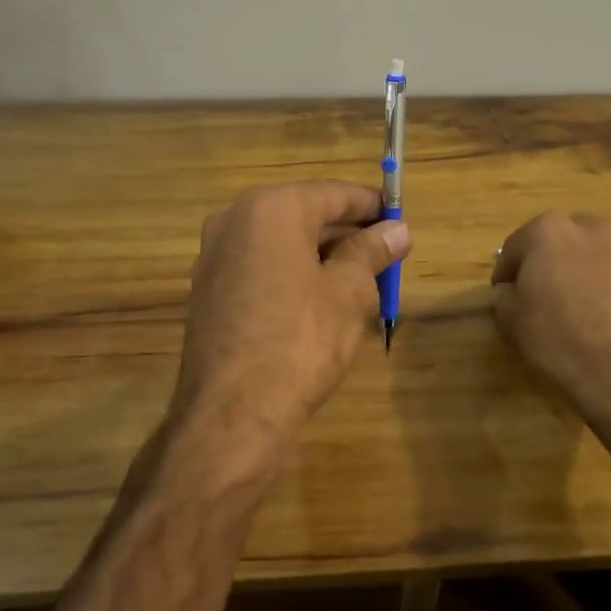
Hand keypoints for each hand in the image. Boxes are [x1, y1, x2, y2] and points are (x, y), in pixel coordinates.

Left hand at [171, 182, 410, 477]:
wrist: (232, 416)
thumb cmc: (300, 341)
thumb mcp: (349, 293)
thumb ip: (372, 253)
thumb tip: (397, 231)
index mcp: (270, 209)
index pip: (333, 194)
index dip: (372, 206)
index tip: (401, 219)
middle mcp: (235, 221)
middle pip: (305, 216)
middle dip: (348, 234)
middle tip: (388, 254)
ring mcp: (215, 257)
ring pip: (283, 245)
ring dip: (323, 257)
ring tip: (364, 281)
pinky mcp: (209, 292)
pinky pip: (262, 269)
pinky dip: (294, 276)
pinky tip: (323, 302)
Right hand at [491, 212, 610, 454]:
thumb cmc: (559, 336)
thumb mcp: (511, 320)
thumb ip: (504, 297)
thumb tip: (508, 291)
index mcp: (548, 230)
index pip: (515, 247)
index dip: (506, 273)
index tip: (505, 296)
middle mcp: (590, 229)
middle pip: (559, 243)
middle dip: (549, 265)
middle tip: (542, 298)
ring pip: (594, 258)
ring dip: (584, 275)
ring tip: (580, 311)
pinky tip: (609, 322)